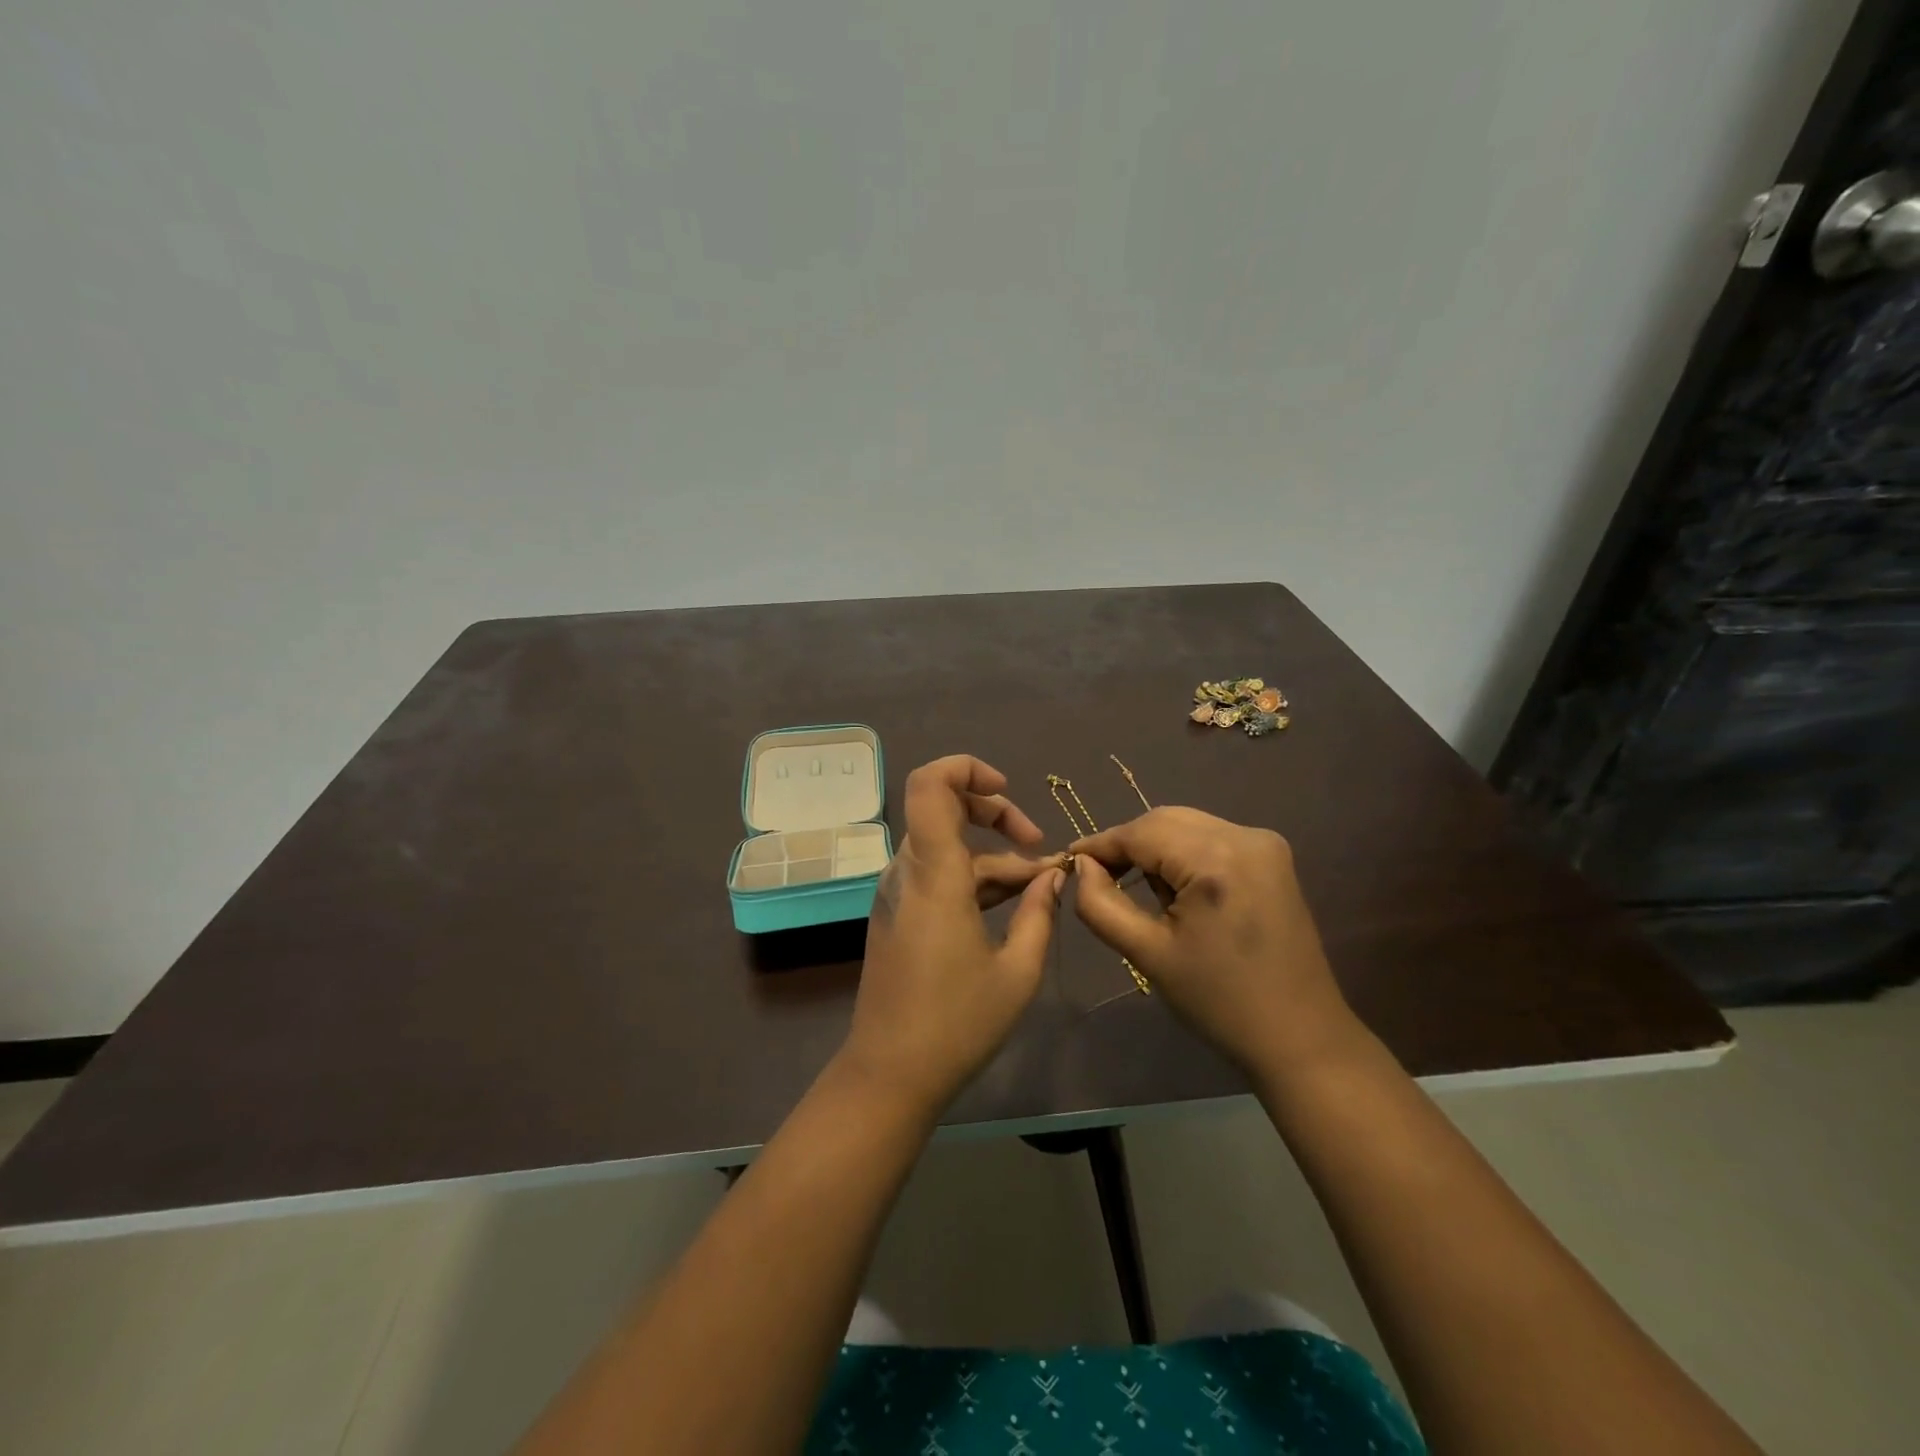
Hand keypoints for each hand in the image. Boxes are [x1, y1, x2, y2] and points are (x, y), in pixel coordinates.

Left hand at [843, 756, 1064, 1113]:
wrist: (889, 1075)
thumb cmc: (956, 1024)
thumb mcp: (1017, 970)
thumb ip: (1040, 913)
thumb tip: (1055, 876)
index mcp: (934, 875)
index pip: (930, 786)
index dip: (967, 769)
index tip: (1008, 790)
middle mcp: (908, 872)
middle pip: (943, 809)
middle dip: (996, 815)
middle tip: (1038, 847)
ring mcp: (898, 894)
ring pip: (947, 848)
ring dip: (994, 859)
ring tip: (1041, 889)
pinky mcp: (898, 915)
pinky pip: (938, 876)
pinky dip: (974, 880)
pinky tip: (1013, 906)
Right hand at [1069, 807, 1360, 1077]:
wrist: (1299, 1036)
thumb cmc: (1219, 1001)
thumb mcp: (1148, 954)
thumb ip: (1101, 904)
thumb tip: (1082, 867)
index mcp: (1215, 860)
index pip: (1140, 832)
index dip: (1100, 845)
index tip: (1067, 861)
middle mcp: (1244, 836)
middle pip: (1164, 820)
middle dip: (1127, 844)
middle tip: (1098, 878)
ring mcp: (1264, 843)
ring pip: (1187, 825)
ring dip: (1155, 848)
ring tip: (1139, 890)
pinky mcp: (1272, 857)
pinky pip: (1211, 837)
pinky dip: (1183, 853)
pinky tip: (1176, 889)